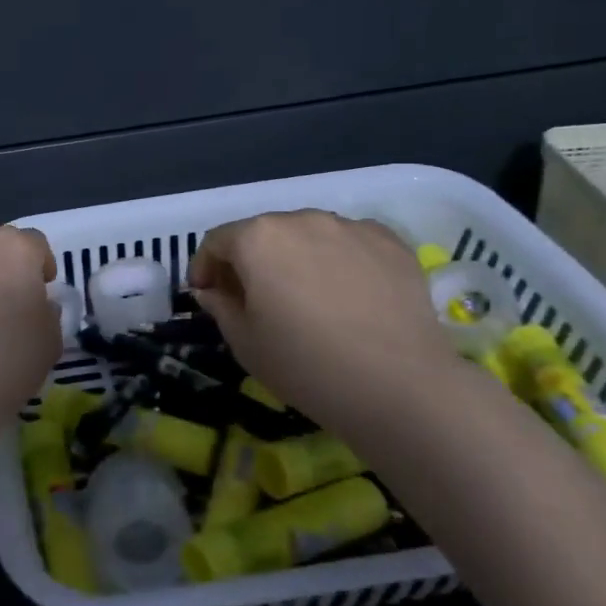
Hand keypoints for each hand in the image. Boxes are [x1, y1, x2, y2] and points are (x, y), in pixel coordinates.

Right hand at [188, 210, 458, 422]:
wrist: (400, 386)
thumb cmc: (306, 365)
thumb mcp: (245, 342)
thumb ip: (219, 306)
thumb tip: (211, 290)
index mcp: (257, 238)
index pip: (217, 241)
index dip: (205, 268)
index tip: (206, 294)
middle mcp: (301, 219)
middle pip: (263, 234)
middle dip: (251, 262)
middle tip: (254, 299)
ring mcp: (349, 227)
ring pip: (308, 236)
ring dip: (296, 258)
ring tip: (307, 297)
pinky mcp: (390, 242)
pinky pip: (350, 244)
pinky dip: (339, 260)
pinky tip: (348, 295)